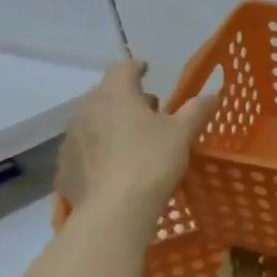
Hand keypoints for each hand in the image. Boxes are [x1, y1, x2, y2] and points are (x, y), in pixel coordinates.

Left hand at [55, 60, 216, 215]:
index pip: (123, 68)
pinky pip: (83, 149)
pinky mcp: (64, 165)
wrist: (114, 209)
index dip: (137, 67)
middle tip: (147, 110)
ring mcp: (70, 137)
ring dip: (110, 123)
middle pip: (105, 94)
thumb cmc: (152, 161)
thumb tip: (212, 93)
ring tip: (130, 139)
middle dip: (125, 98)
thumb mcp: (182, 134)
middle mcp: (86, 109)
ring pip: (92, 121)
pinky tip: (113, 166)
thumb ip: (196, 110)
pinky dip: (98, 150)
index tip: (147, 70)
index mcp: (115, 94)